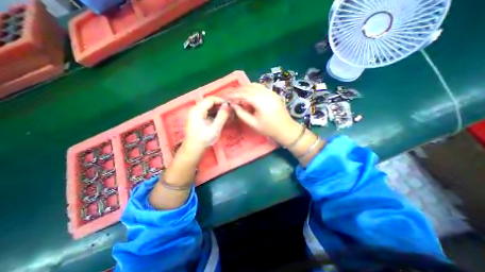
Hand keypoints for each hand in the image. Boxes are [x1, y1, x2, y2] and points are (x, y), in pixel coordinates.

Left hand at [185, 97, 231, 153]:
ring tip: (226, 115)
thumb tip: (227, 105)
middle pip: (209, 102)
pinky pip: (207, 112)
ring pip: (209, 107)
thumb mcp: (215, 128)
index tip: (229, 106)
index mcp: (198, 110)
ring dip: (218, 110)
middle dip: (220, 105)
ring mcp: (196, 113)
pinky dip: (214, 113)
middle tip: (228, 111)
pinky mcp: (197, 117)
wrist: (193, 148)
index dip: (221, 101)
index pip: (210, 99)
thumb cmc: (204, 139)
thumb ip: (222, 115)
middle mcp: (195, 109)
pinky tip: (220, 118)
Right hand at [228, 83, 299, 145]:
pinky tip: (248, 94)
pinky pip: (260, 87)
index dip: (233, 95)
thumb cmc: (269, 129)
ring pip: (254, 85)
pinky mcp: (273, 93)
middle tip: (230, 96)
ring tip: (238, 95)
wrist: (286, 129)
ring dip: (245, 88)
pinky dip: (252, 88)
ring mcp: (270, 92)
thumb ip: (241, 113)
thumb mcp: (253, 123)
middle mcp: (265, 93)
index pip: (243, 94)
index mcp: (260, 101)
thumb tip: (233, 105)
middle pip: (248, 87)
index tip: (226, 97)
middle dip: (238, 91)